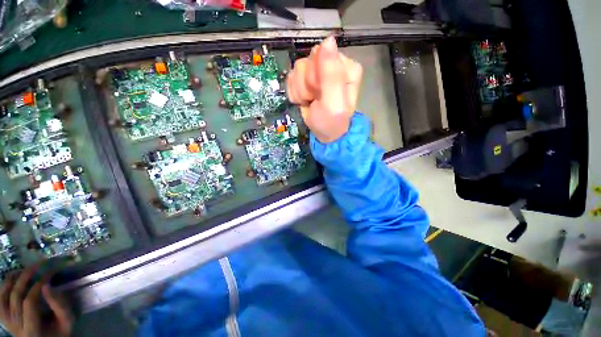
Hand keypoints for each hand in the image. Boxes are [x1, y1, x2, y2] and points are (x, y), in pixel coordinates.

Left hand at [0, 265, 73, 336]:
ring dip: (14, 279)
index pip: (29, 302)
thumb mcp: (66, 321)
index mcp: (31, 330)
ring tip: (25, 269)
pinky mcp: (4, 318)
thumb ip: (60, 306)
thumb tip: (48, 284)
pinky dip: (4, 285)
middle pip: (15, 296)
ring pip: (4, 295)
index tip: (50, 273)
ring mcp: (7, 322)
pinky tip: (13, 278)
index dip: (37, 285)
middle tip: (39, 264)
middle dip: (26, 276)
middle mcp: (15, 326)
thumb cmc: (60, 332)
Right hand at [286, 36, 362, 142]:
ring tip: (310, 101)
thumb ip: (331, 74)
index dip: (314, 76)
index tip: (319, 92)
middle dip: (307, 85)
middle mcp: (332, 65)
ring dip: (300, 90)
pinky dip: (295, 93)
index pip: (320, 55)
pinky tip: (303, 101)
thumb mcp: (333, 102)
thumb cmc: (331, 121)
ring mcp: (317, 72)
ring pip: (297, 69)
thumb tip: (328, 40)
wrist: (324, 135)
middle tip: (315, 98)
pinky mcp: (306, 80)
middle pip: (307, 61)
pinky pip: (292, 78)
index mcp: (345, 67)